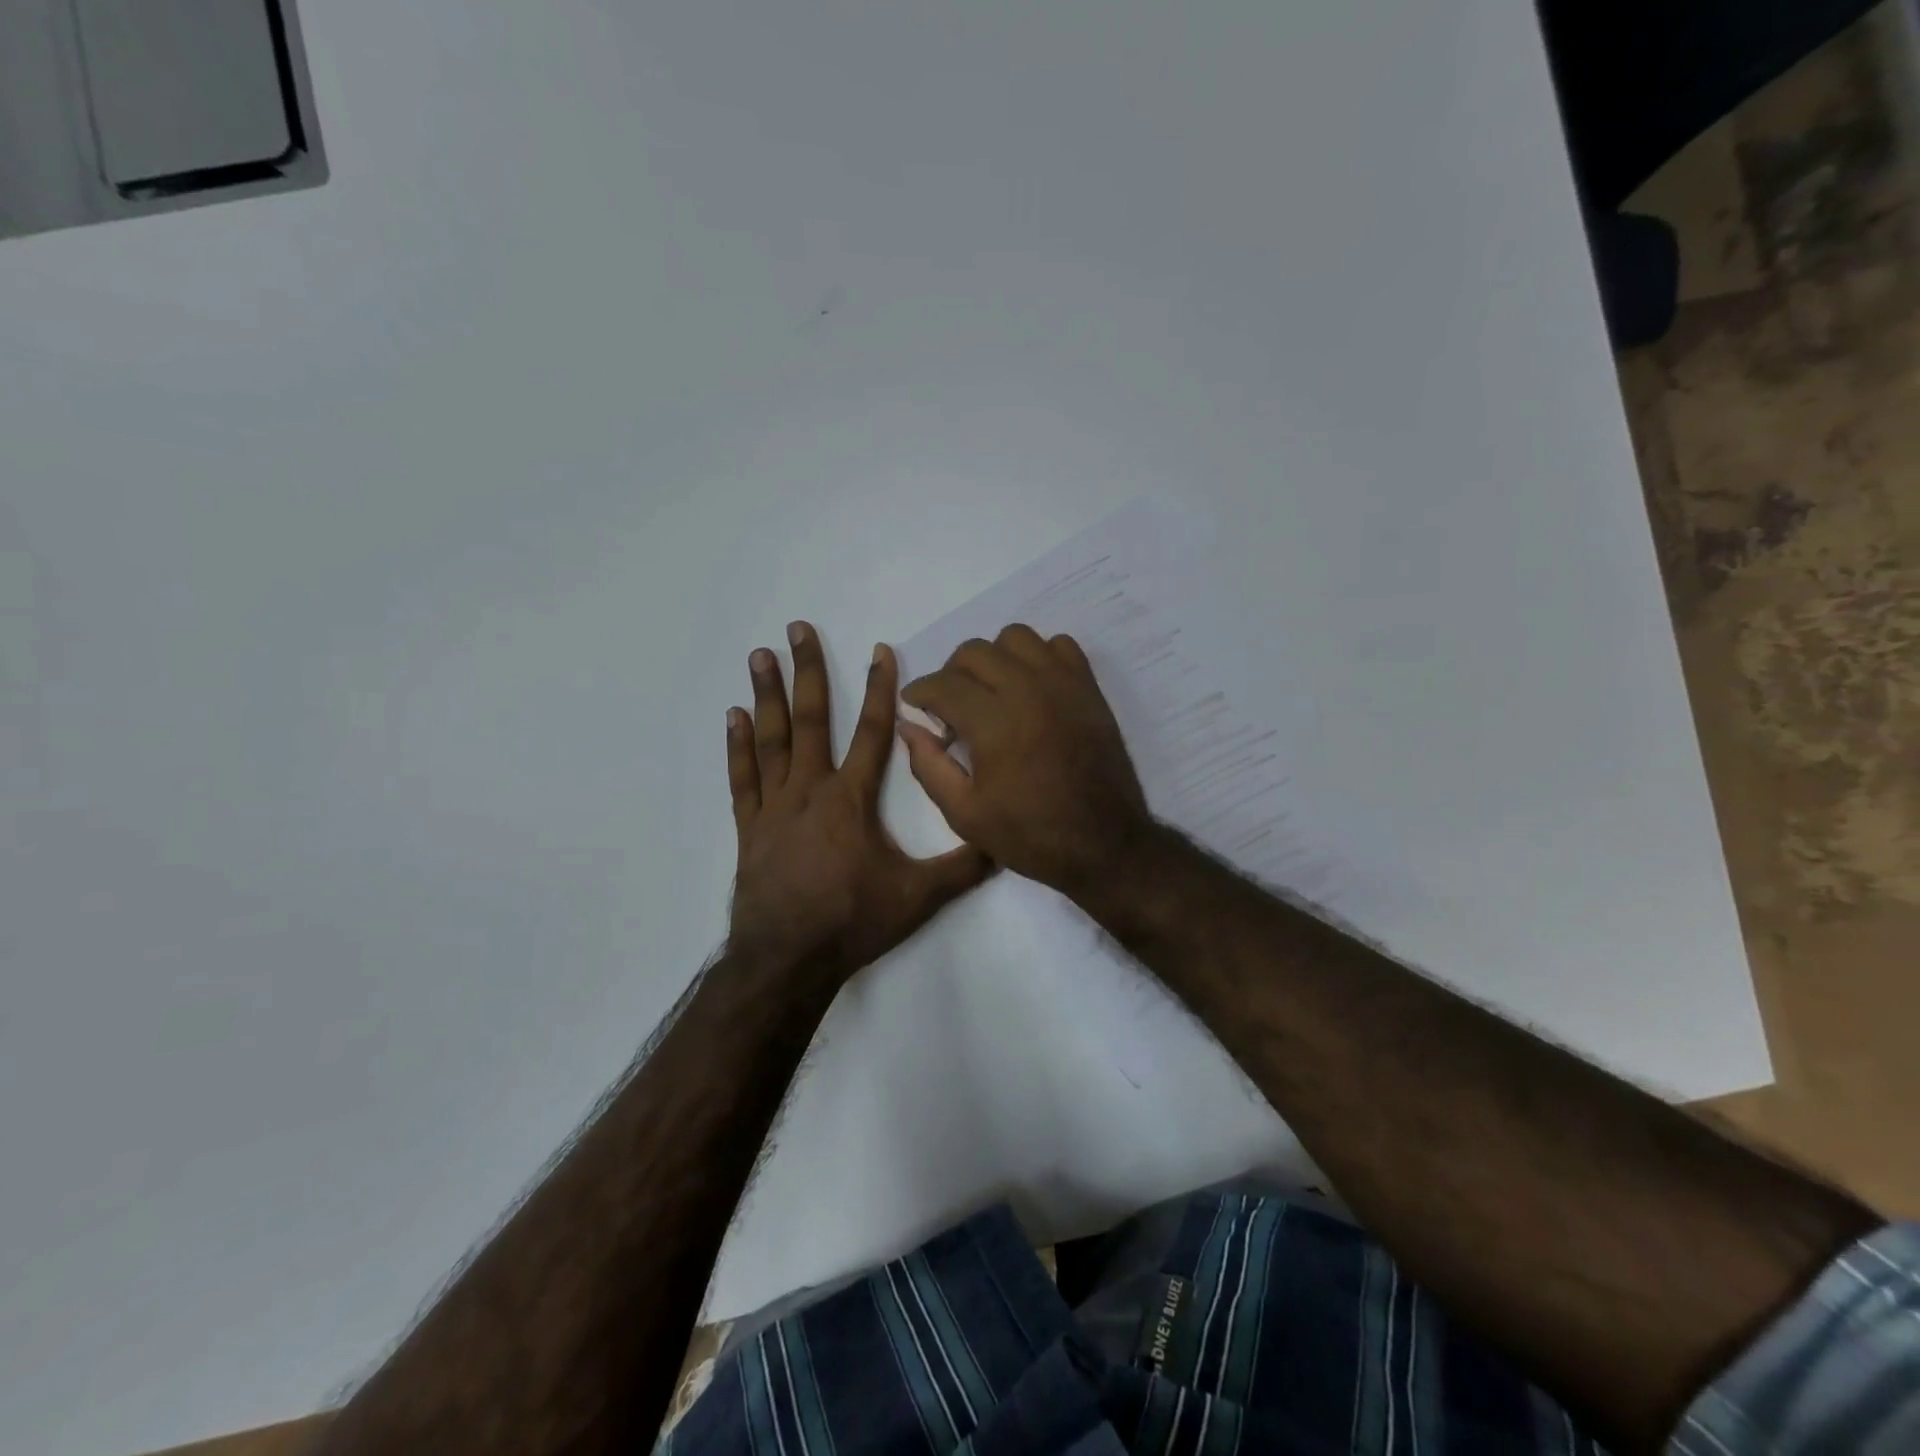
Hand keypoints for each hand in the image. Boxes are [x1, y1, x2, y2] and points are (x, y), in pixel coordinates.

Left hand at [726, 621, 992, 988]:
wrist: (788, 959)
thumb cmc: (853, 921)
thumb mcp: (919, 897)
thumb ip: (963, 867)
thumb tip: (1004, 843)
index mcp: (852, 799)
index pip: (874, 732)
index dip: (881, 689)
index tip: (879, 649)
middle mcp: (811, 790)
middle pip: (813, 719)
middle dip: (809, 671)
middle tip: (796, 628)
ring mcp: (775, 806)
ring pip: (772, 739)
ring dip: (767, 695)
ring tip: (760, 655)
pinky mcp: (749, 828)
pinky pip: (743, 778)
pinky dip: (737, 747)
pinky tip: (732, 717)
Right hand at [898, 624, 1153, 896]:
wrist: (1103, 843)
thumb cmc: (1030, 835)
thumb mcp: (964, 814)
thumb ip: (928, 765)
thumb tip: (909, 726)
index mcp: (994, 722)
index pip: (943, 684)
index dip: (919, 691)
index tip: (914, 704)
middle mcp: (1027, 690)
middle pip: (974, 651)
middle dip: (951, 674)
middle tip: (951, 706)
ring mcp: (1063, 684)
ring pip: (1015, 638)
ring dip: (994, 658)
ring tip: (991, 691)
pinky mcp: (1088, 688)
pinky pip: (1058, 645)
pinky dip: (1038, 657)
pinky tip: (1031, 687)